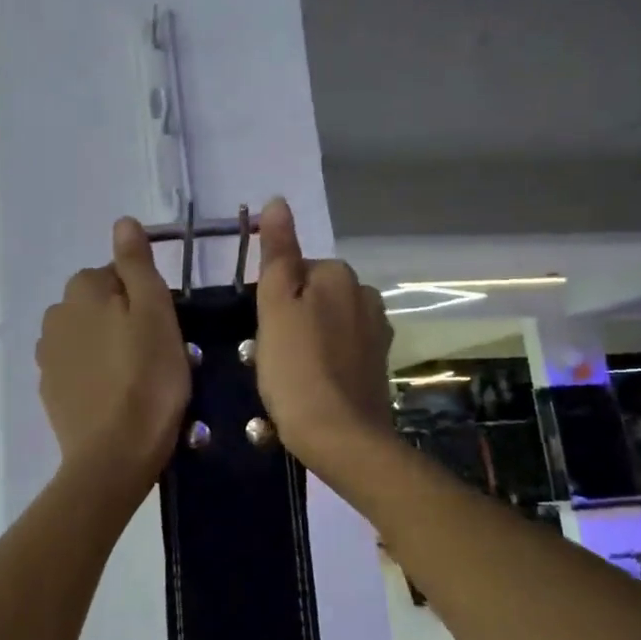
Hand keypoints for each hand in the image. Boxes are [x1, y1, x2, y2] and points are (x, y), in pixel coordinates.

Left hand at [37, 219, 191, 487]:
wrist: (114, 454)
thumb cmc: (147, 378)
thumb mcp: (155, 312)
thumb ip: (137, 264)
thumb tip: (123, 222)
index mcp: (82, 289)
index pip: (117, 275)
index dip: (145, 298)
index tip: (164, 329)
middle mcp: (55, 315)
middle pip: (99, 304)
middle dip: (123, 319)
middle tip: (155, 353)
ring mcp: (47, 355)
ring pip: (87, 335)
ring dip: (107, 346)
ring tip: (136, 378)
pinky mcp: (49, 389)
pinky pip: (76, 367)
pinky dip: (94, 373)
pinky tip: (114, 396)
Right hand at [252, 198, 394, 474]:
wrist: (341, 438)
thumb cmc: (297, 369)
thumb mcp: (275, 306)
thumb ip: (278, 254)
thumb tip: (277, 202)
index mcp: (340, 277)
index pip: (297, 269)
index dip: (274, 298)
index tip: (262, 330)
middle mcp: (366, 297)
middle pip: (315, 295)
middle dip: (293, 317)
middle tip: (271, 354)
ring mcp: (377, 334)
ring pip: (328, 323)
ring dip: (308, 340)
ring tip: (289, 374)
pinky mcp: (378, 367)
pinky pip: (342, 351)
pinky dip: (326, 362)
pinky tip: (312, 386)